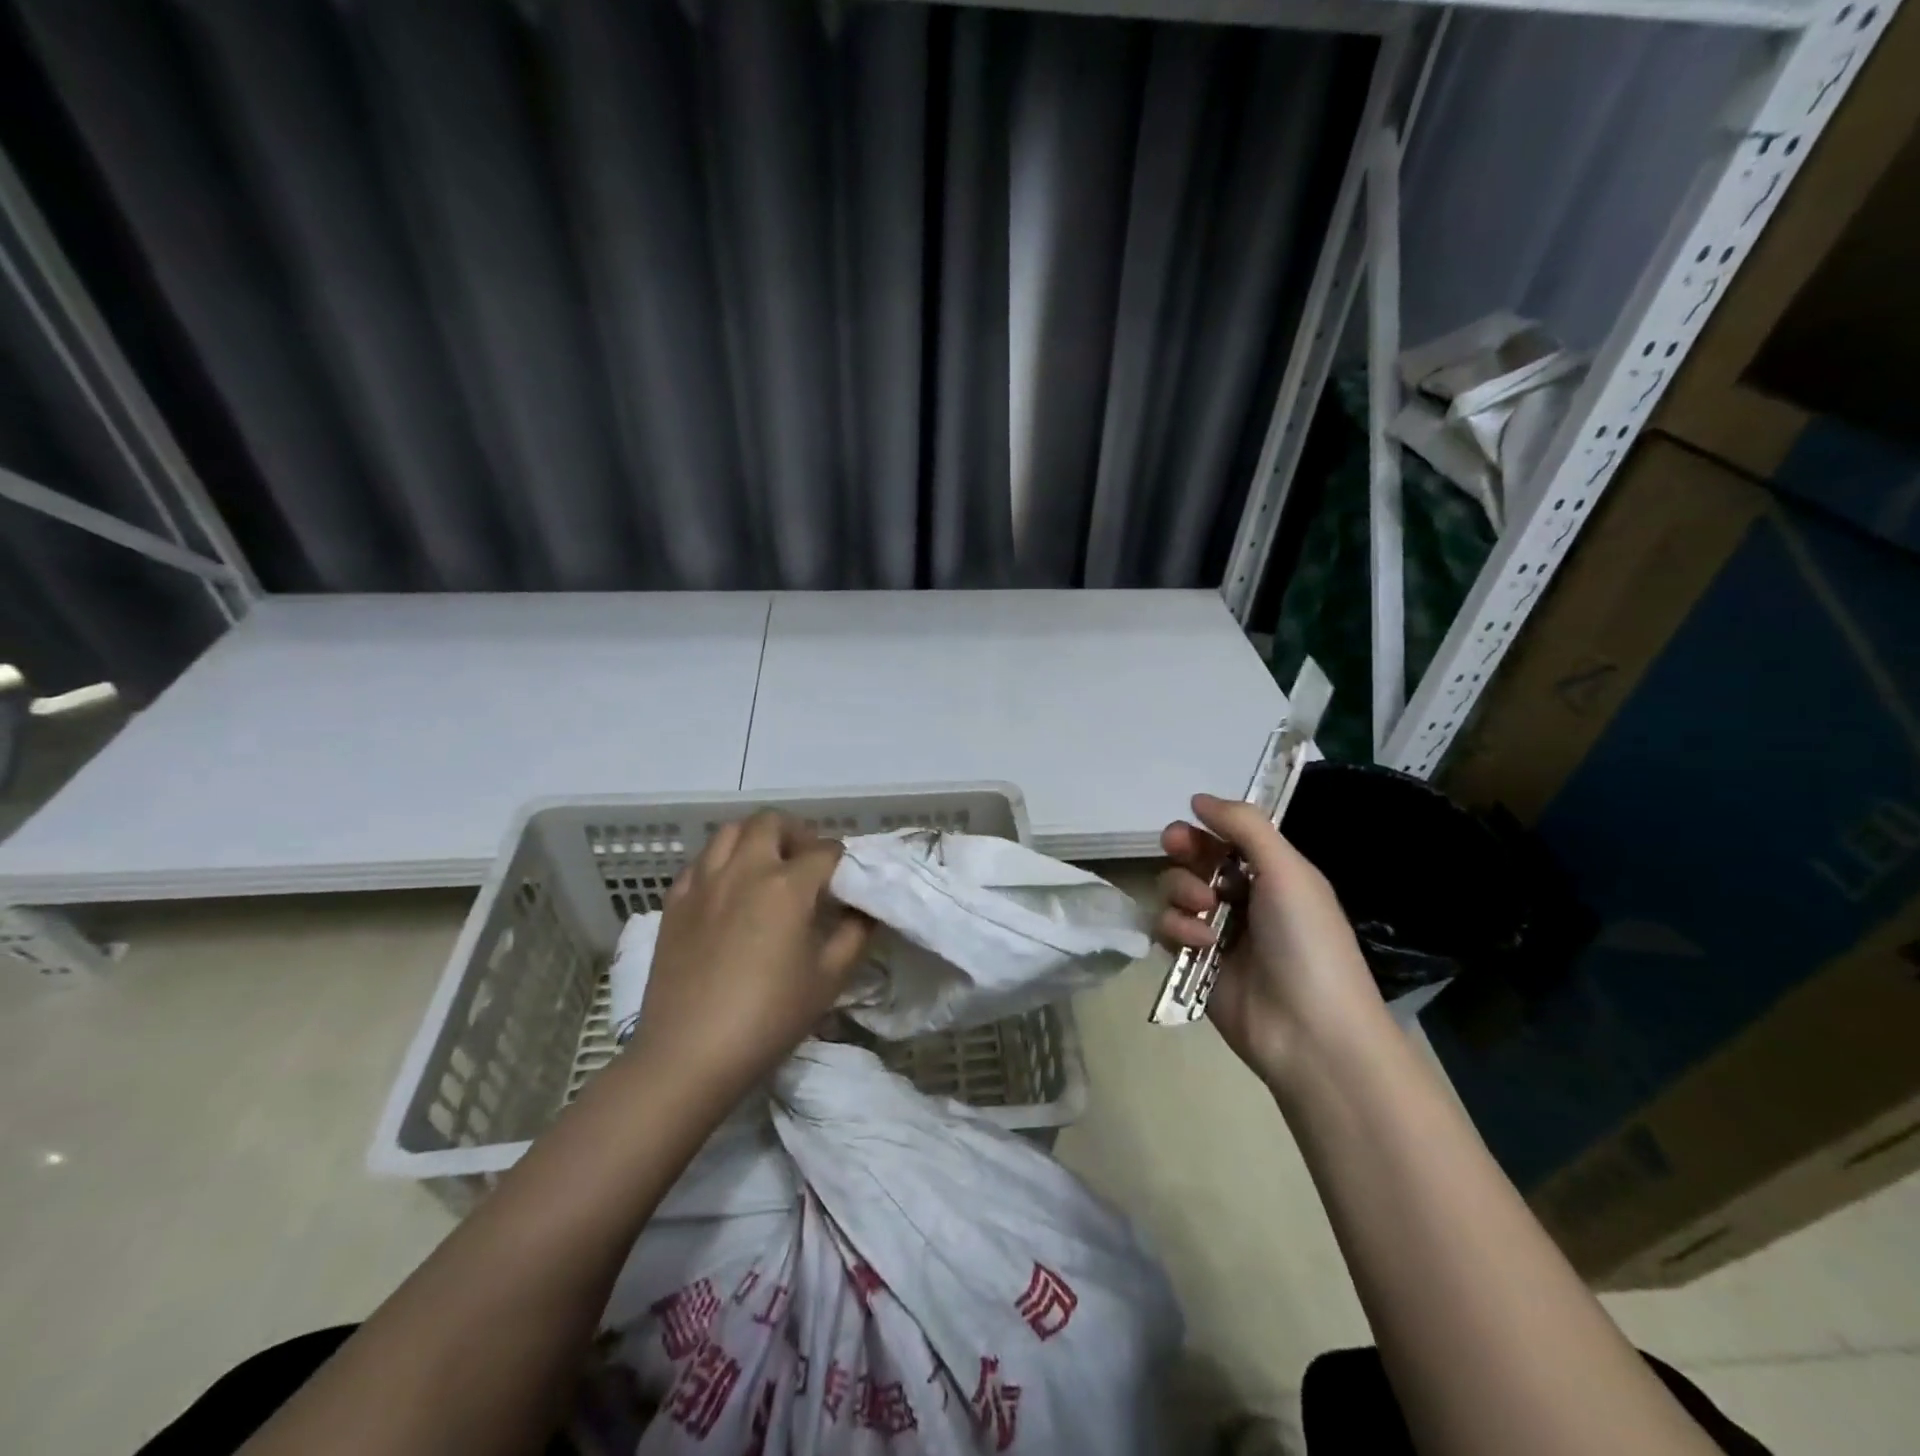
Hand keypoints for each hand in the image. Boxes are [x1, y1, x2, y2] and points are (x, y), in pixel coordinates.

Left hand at [630, 812, 871, 1109]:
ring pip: (729, 832)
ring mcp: (704, 882)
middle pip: (771, 822)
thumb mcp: (828, 979)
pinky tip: (728, 890)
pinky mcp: (675, 902)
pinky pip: (700, 862)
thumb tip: (865, 909)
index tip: (845, 879)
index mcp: (787, 885)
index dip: (841, 859)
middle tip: (806, 862)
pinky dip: (720, 862)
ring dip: (755, 838)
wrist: (689, 1054)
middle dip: (796, 832)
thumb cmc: (769, 1017)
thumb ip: (855, 934)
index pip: (824, 850)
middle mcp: (744, 869)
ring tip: (766, 867)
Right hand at [1157, 794, 1383, 1086]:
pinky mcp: (1193, 959)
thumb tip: (1198, 798)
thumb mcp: (1288, 872)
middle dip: (1184, 852)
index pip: (1226, 836)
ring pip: (1174, 889)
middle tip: (1178, 850)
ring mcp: (1216, 929)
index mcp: (1272, 873)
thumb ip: (1244, 826)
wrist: (1310, 1031)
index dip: (1205, 827)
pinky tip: (1200, 943)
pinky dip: (1178, 928)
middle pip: (1194, 858)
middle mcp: (1242, 896)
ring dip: (1183, 891)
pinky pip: (1166, 927)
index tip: (1190, 825)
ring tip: (1205, 912)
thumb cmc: (1307, 941)